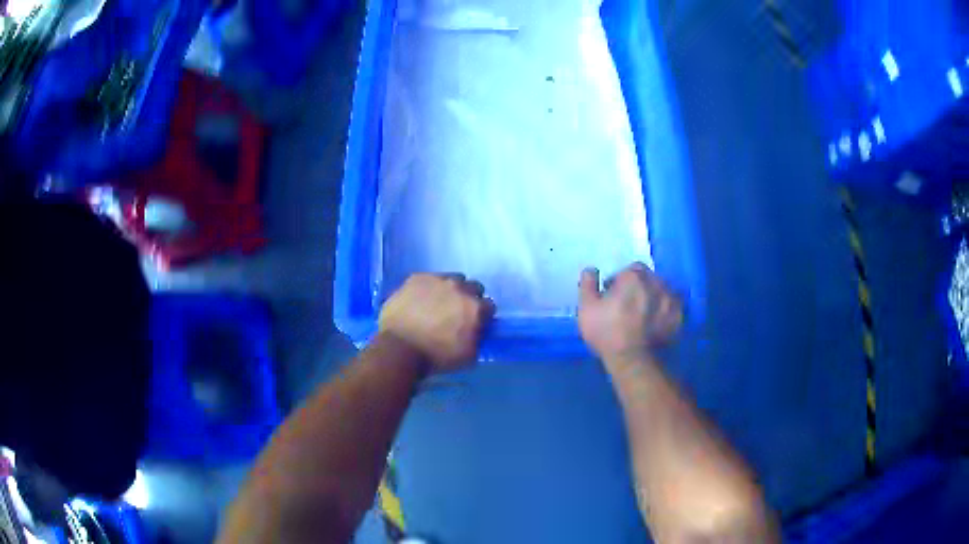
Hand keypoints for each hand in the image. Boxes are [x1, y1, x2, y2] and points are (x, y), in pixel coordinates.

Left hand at [379, 273, 494, 371]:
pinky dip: (427, 289)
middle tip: (456, 313)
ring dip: (449, 291)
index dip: (482, 316)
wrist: (399, 348)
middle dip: (468, 299)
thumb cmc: (436, 357)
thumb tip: (477, 330)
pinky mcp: (416, 278)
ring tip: (437, 305)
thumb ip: (478, 338)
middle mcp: (460, 288)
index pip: (488, 306)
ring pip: (451, 280)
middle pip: (472, 287)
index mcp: (475, 308)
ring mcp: (437, 280)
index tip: (474, 324)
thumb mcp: (468, 356)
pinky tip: (419, 302)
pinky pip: (428, 280)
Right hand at [578, 262, 681, 364]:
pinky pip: (673, 307)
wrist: (632, 361)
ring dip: (654, 297)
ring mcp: (670, 300)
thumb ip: (588, 283)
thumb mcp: (586, 307)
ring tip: (644, 314)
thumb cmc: (606, 332)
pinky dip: (665, 311)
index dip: (620, 281)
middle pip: (648, 278)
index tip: (613, 296)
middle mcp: (655, 282)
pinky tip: (657, 322)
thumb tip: (591, 269)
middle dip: (639, 287)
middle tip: (628, 305)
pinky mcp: (678, 317)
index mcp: (633, 276)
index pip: (629, 269)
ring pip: (662, 291)